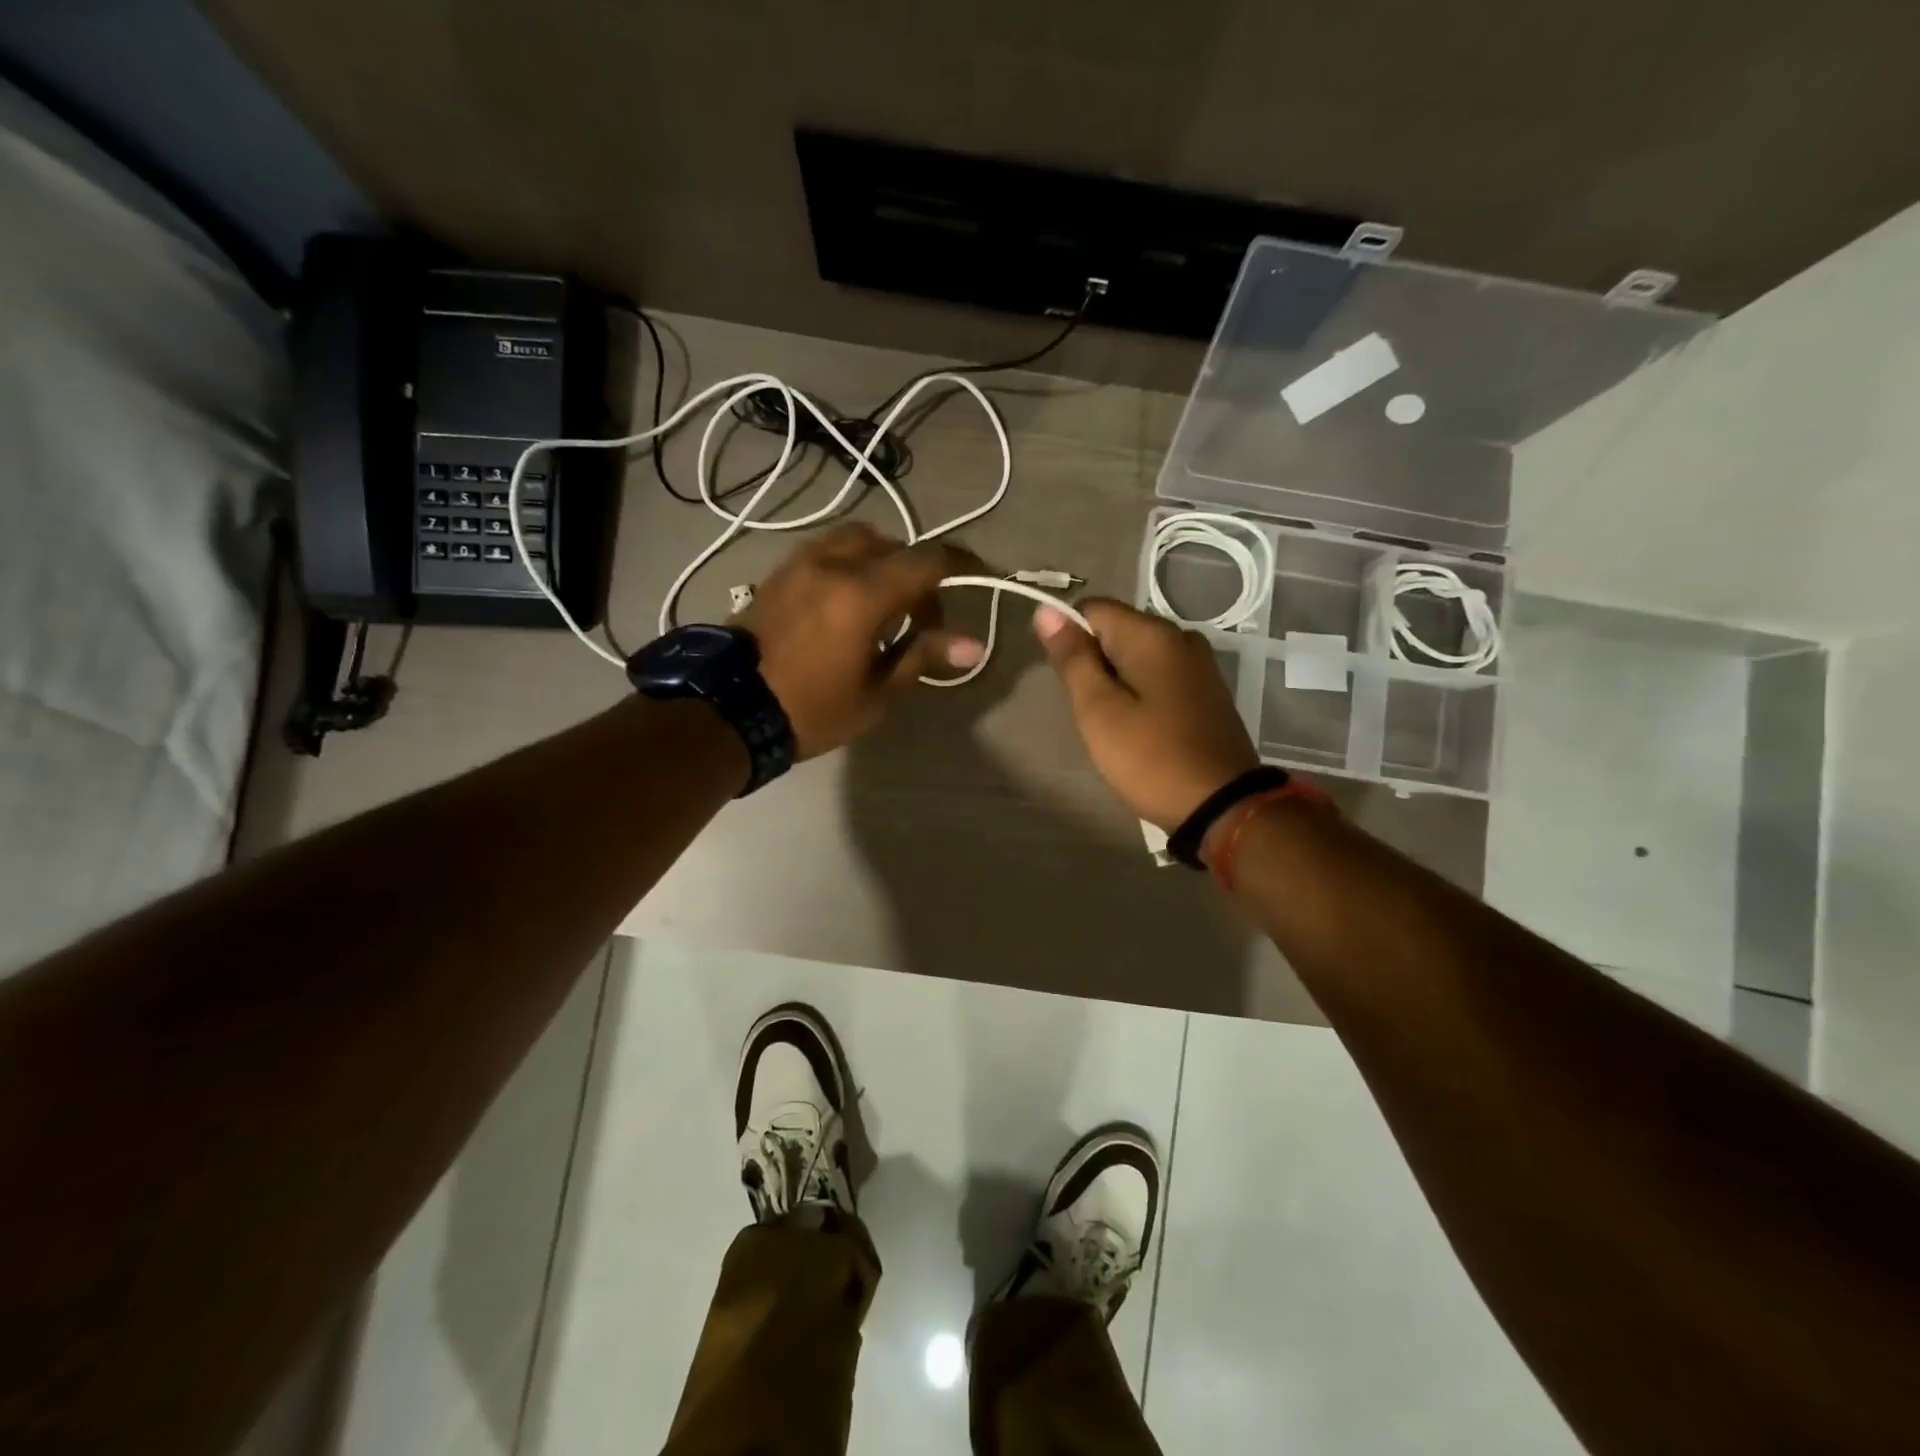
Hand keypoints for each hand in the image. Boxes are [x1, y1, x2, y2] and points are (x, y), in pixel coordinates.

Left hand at [735, 524, 985, 758]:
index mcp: (863, 593)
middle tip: (922, 620)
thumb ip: (922, 656)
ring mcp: (802, 562)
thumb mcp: (876, 692)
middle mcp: (834, 563)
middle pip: (895, 547)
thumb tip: (972, 645)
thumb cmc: (811, 708)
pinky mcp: (780, 572)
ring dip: (883, 564)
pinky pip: (829, 552)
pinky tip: (847, 604)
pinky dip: (852, 565)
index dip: (962, 564)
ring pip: (858, 542)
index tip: (981, 575)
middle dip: (919, 574)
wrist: (728, 709)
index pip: (928, 561)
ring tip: (884, 608)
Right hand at [1034, 597, 1259, 829]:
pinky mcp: (1207, 690)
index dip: (1069, 637)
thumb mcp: (1099, 711)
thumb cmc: (1151, 758)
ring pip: (1137, 655)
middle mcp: (1181, 636)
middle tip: (1091, 711)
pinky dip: (1141, 692)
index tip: (1066, 681)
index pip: (1093, 608)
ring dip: (1116, 680)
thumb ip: (1073, 658)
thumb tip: (1046, 611)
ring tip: (1114, 723)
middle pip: (1117, 630)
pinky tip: (1141, 728)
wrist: (1223, 807)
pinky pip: (1160, 675)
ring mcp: (1200, 664)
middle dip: (1094, 662)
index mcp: (1153, 635)